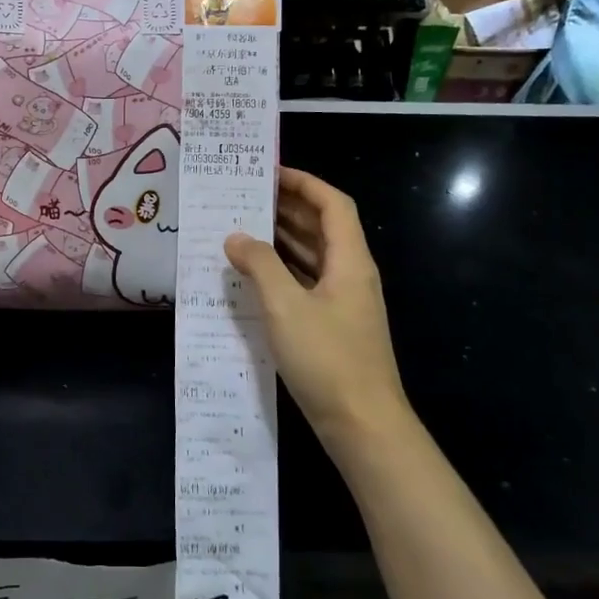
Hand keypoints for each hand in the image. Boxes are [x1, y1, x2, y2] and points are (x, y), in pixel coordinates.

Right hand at [225, 168, 418, 482]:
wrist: (363, 425)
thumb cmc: (327, 359)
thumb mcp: (285, 307)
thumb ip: (259, 266)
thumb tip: (236, 237)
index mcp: (350, 261)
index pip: (333, 204)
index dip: (305, 183)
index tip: (269, 172)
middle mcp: (351, 274)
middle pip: (323, 227)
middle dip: (288, 207)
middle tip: (246, 197)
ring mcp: (344, 302)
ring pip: (314, 256)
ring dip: (283, 239)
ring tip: (243, 227)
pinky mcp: (333, 326)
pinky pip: (307, 283)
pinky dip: (283, 271)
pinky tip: (253, 276)